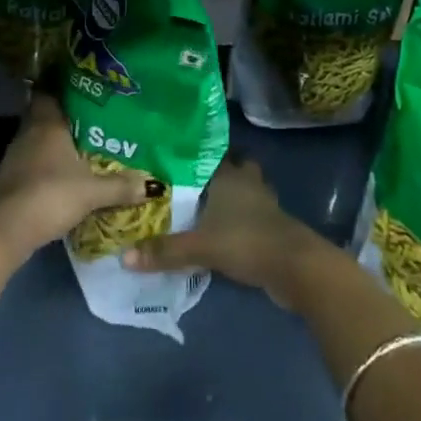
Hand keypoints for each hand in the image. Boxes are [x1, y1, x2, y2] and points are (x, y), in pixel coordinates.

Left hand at [0, 92, 156, 260]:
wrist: (6, 229)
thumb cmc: (50, 195)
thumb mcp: (92, 192)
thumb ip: (121, 186)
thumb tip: (153, 184)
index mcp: (47, 124)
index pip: (49, 92)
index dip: (62, 87)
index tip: (81, 87)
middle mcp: (29, 133)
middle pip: (44, 115)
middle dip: (64, 117)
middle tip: (90, 119)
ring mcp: (15, 156)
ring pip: (37, 139)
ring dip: (54, 142)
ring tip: (81, 146)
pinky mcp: (10, 178)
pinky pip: (32, 161)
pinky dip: (45, 163)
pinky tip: (62, 174)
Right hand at [124, 155, 331, 307]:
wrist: (296, 268)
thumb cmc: (246, 241)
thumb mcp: (200, 247)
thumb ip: (165, 251)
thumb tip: (124, 256)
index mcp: (229, 176)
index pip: (212, 153)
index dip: (197, 153)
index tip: (177, 154)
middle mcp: (247, 182)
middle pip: (234, 167)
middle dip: (218, 172)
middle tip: (191, 181)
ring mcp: (264, 204)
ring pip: (245, 191)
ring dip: (231, 197)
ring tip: (204, 207)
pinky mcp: (273, 228)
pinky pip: (252, 216)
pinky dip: (240, 221)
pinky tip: (223, 233)